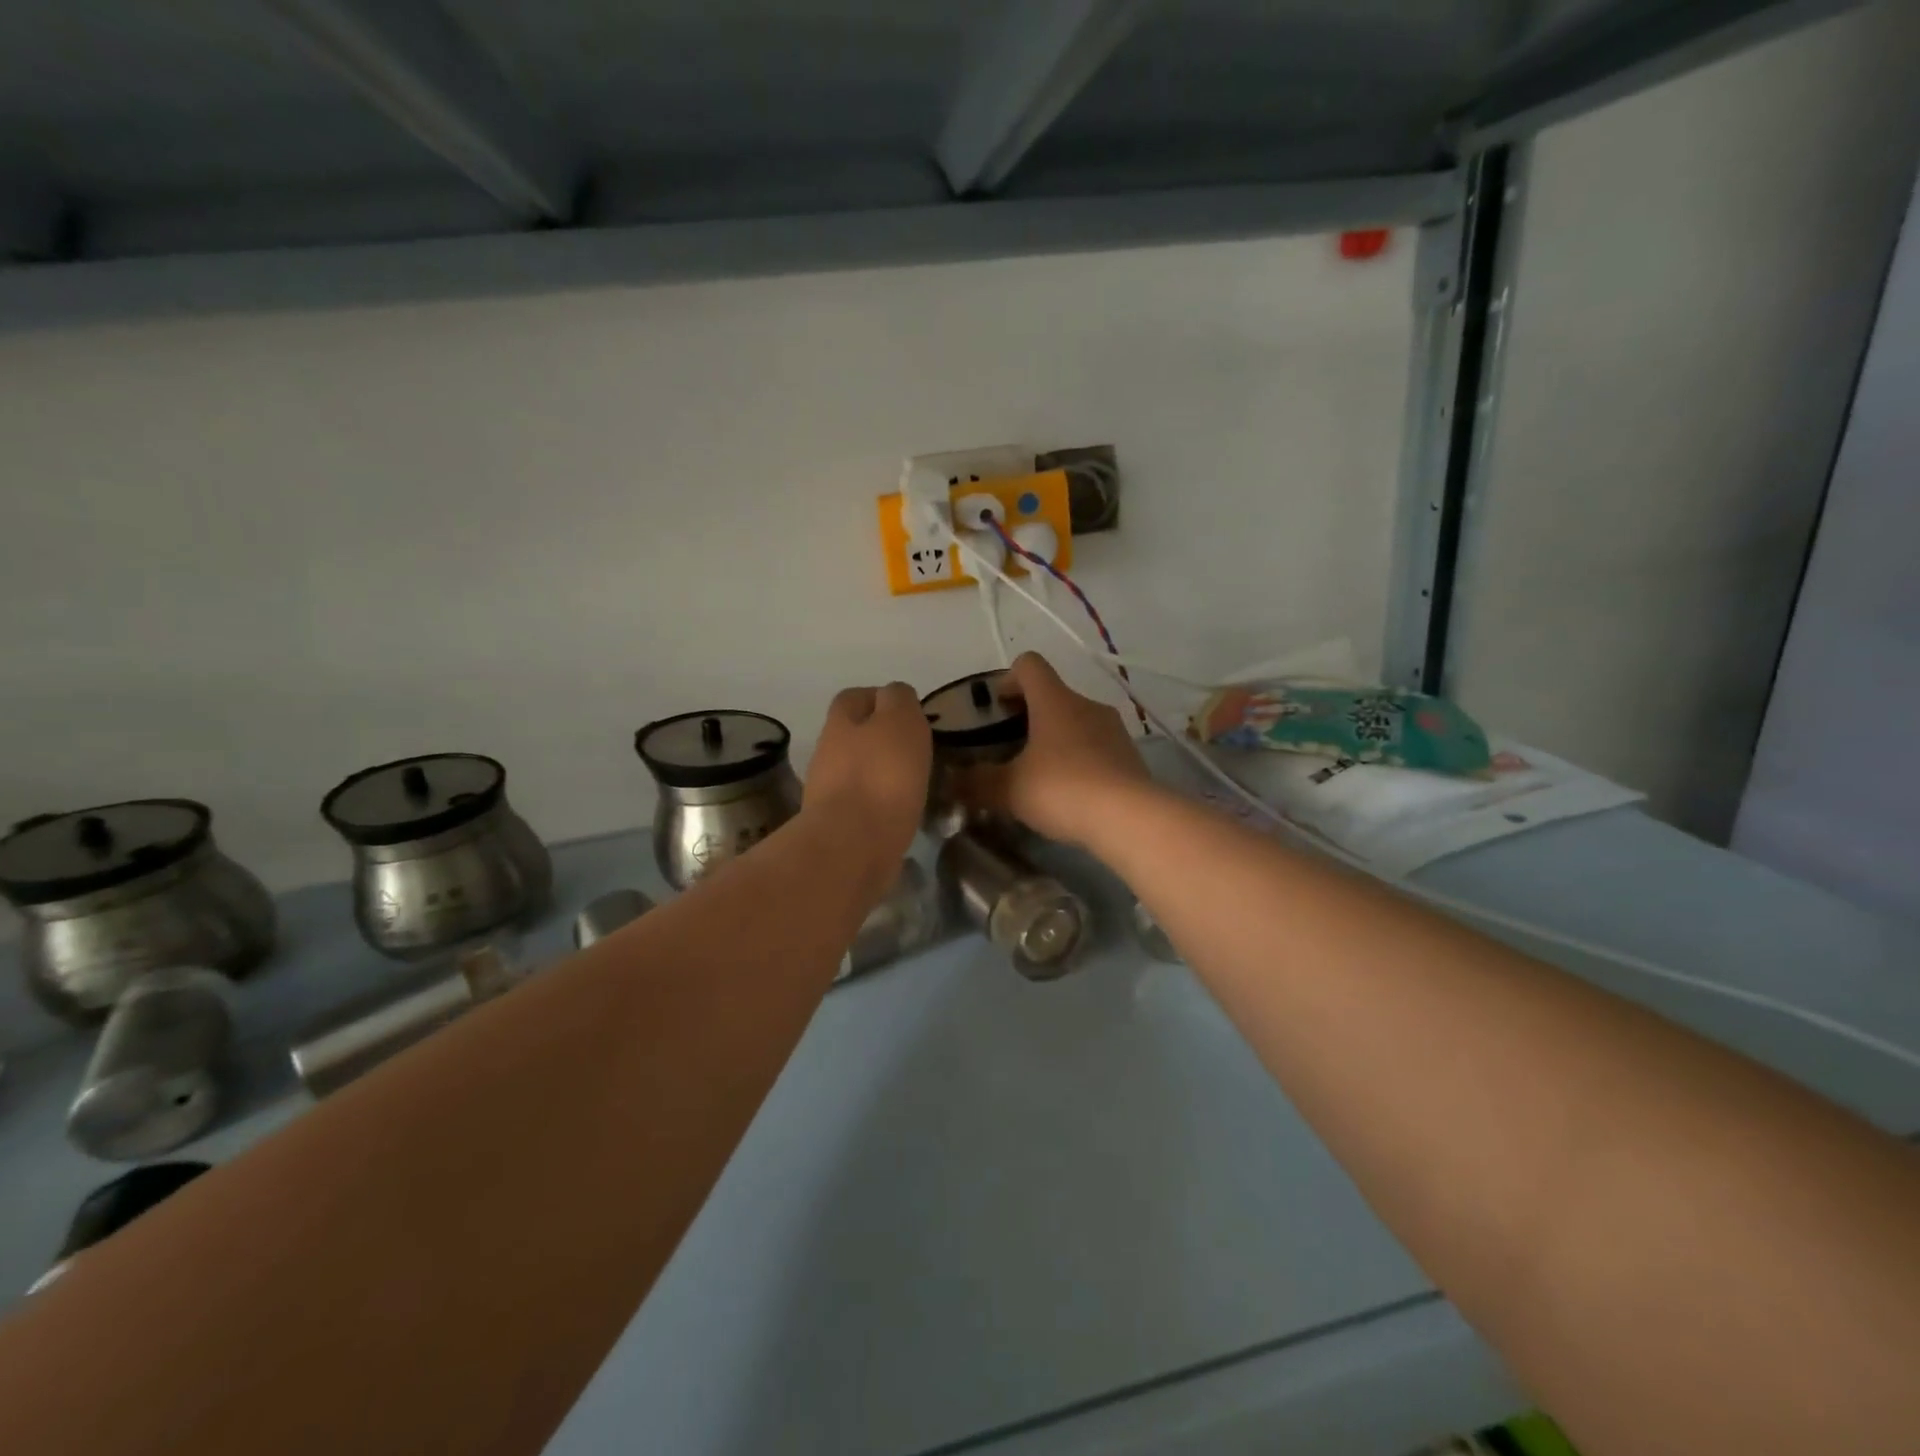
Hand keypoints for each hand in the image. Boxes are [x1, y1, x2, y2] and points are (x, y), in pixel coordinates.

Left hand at [804, 683, 932, 870]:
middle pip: (853, 736)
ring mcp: (828, 792)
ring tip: (913, 786)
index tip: (909, 714)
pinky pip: (862, 807)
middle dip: (880, 740)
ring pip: (857, 772)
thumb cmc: (881, 776)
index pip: (855, 697)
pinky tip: (901, 815)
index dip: (880, 699)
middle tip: (915, 752)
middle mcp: (828, 753)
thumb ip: (899, 700)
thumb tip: (896, 696)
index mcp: (841, 723)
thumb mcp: (900, 721)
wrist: (852, 846)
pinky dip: (879, 807)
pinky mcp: (837, 827)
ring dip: (880, 775)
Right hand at [959, 653, 1153, 848]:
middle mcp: (1086, 705)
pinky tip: (1068, 792)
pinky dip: (1078, 759)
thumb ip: (975, 783)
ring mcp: (1113, 729)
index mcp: (1054, 700)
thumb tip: (951, 782)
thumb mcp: (1008, 790)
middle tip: (1008, 747)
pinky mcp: (1130, 756)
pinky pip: (1096, 747)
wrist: (1130, 818)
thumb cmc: (1062, 790)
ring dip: (1055, 738)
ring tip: (1038, 773)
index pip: (1029, 665)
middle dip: (1028, 715)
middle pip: (1052, 694)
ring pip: (1076, 721)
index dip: (1007, 679)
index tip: (995, 706)